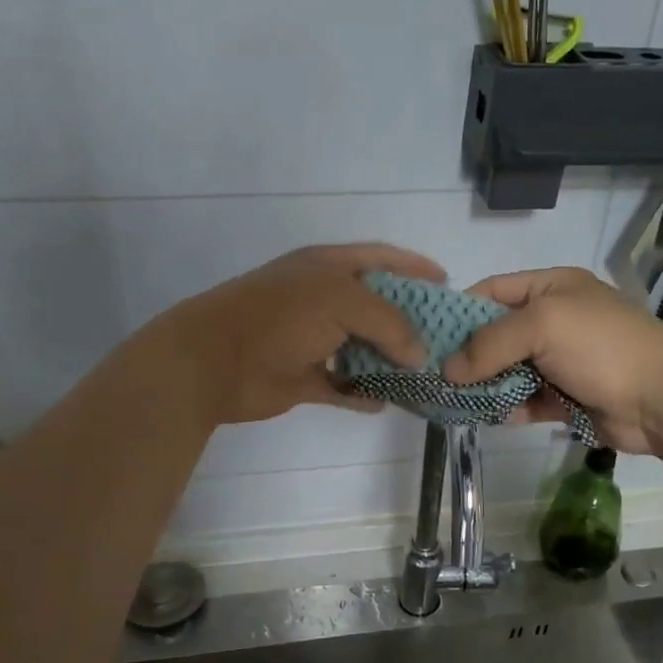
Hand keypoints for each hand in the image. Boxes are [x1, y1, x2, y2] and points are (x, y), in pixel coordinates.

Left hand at [161, 243, 444, 425]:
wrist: (215, 361)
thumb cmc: (280, 317)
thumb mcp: (342, 302)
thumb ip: (390, 323)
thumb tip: (419, 353)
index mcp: (328, 268)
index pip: (380, 259)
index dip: (414, 267)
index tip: (447, 282)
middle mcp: (322, 300)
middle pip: (376, 308)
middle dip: (409, 323)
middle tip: (445, 339)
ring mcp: (311, 340)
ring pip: (361, 350)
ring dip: (389, 363)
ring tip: (425, 375)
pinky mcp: (303, 378)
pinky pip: (342, 387)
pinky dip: (361, 395)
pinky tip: (386, 402)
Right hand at [442, 267, 662, 453]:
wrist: (662, 398)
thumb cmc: (601, 346)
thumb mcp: (542, 326)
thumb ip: (490, 344)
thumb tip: (447, 370)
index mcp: (551, 289)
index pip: (493, 291)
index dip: (459, 311)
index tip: (428, 335)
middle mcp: (554, 321)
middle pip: (497, 335)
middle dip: (468, 354)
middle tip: (433, 375)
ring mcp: (561, 361)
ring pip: (508, 370)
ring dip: (485, 385)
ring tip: (452, 400)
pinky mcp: (566, 397)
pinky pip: (526, 400)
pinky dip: (509, 408)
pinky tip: (491, 417)